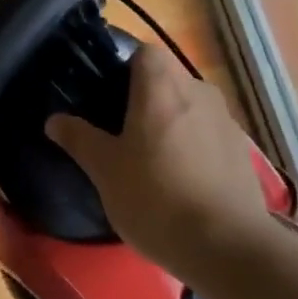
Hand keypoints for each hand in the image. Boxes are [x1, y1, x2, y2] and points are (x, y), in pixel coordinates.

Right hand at [46, 43, 272, 278]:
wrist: (227, 246)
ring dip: (172, 122)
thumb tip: (54, 119)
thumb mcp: (105, 170)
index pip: (143, 52)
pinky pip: (209, 134)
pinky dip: (195, 146)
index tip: (106, 96)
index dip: (123, 68)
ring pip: (190, 107)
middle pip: (167, 78)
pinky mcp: (243, 151)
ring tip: (152, 161)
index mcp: (162, 85)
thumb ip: (79, 138)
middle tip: (121, 131)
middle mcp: (198, 90)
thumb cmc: (156, 197)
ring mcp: (226, 120)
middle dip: (146, 98)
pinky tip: (183, 182)